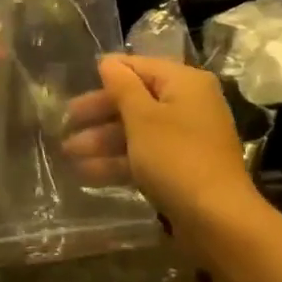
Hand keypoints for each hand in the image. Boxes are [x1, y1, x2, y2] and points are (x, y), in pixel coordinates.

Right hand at [63, 56, 261, 237]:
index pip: (139, 66)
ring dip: (102, 140)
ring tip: (67, 153)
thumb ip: (122, 87)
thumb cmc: (176, 158)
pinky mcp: (181, 168)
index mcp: (185, 83)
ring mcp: (186, 138)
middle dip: (99, 114)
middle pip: (136, 100)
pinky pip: (144, 155)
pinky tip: (86, 173)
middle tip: (65, 123)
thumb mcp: (143, 118)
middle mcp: (188, 105)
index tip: (74, 83)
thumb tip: (108, 61)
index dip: (107, 74)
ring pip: (137, 131)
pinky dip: (118, 161)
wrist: (217, 219)